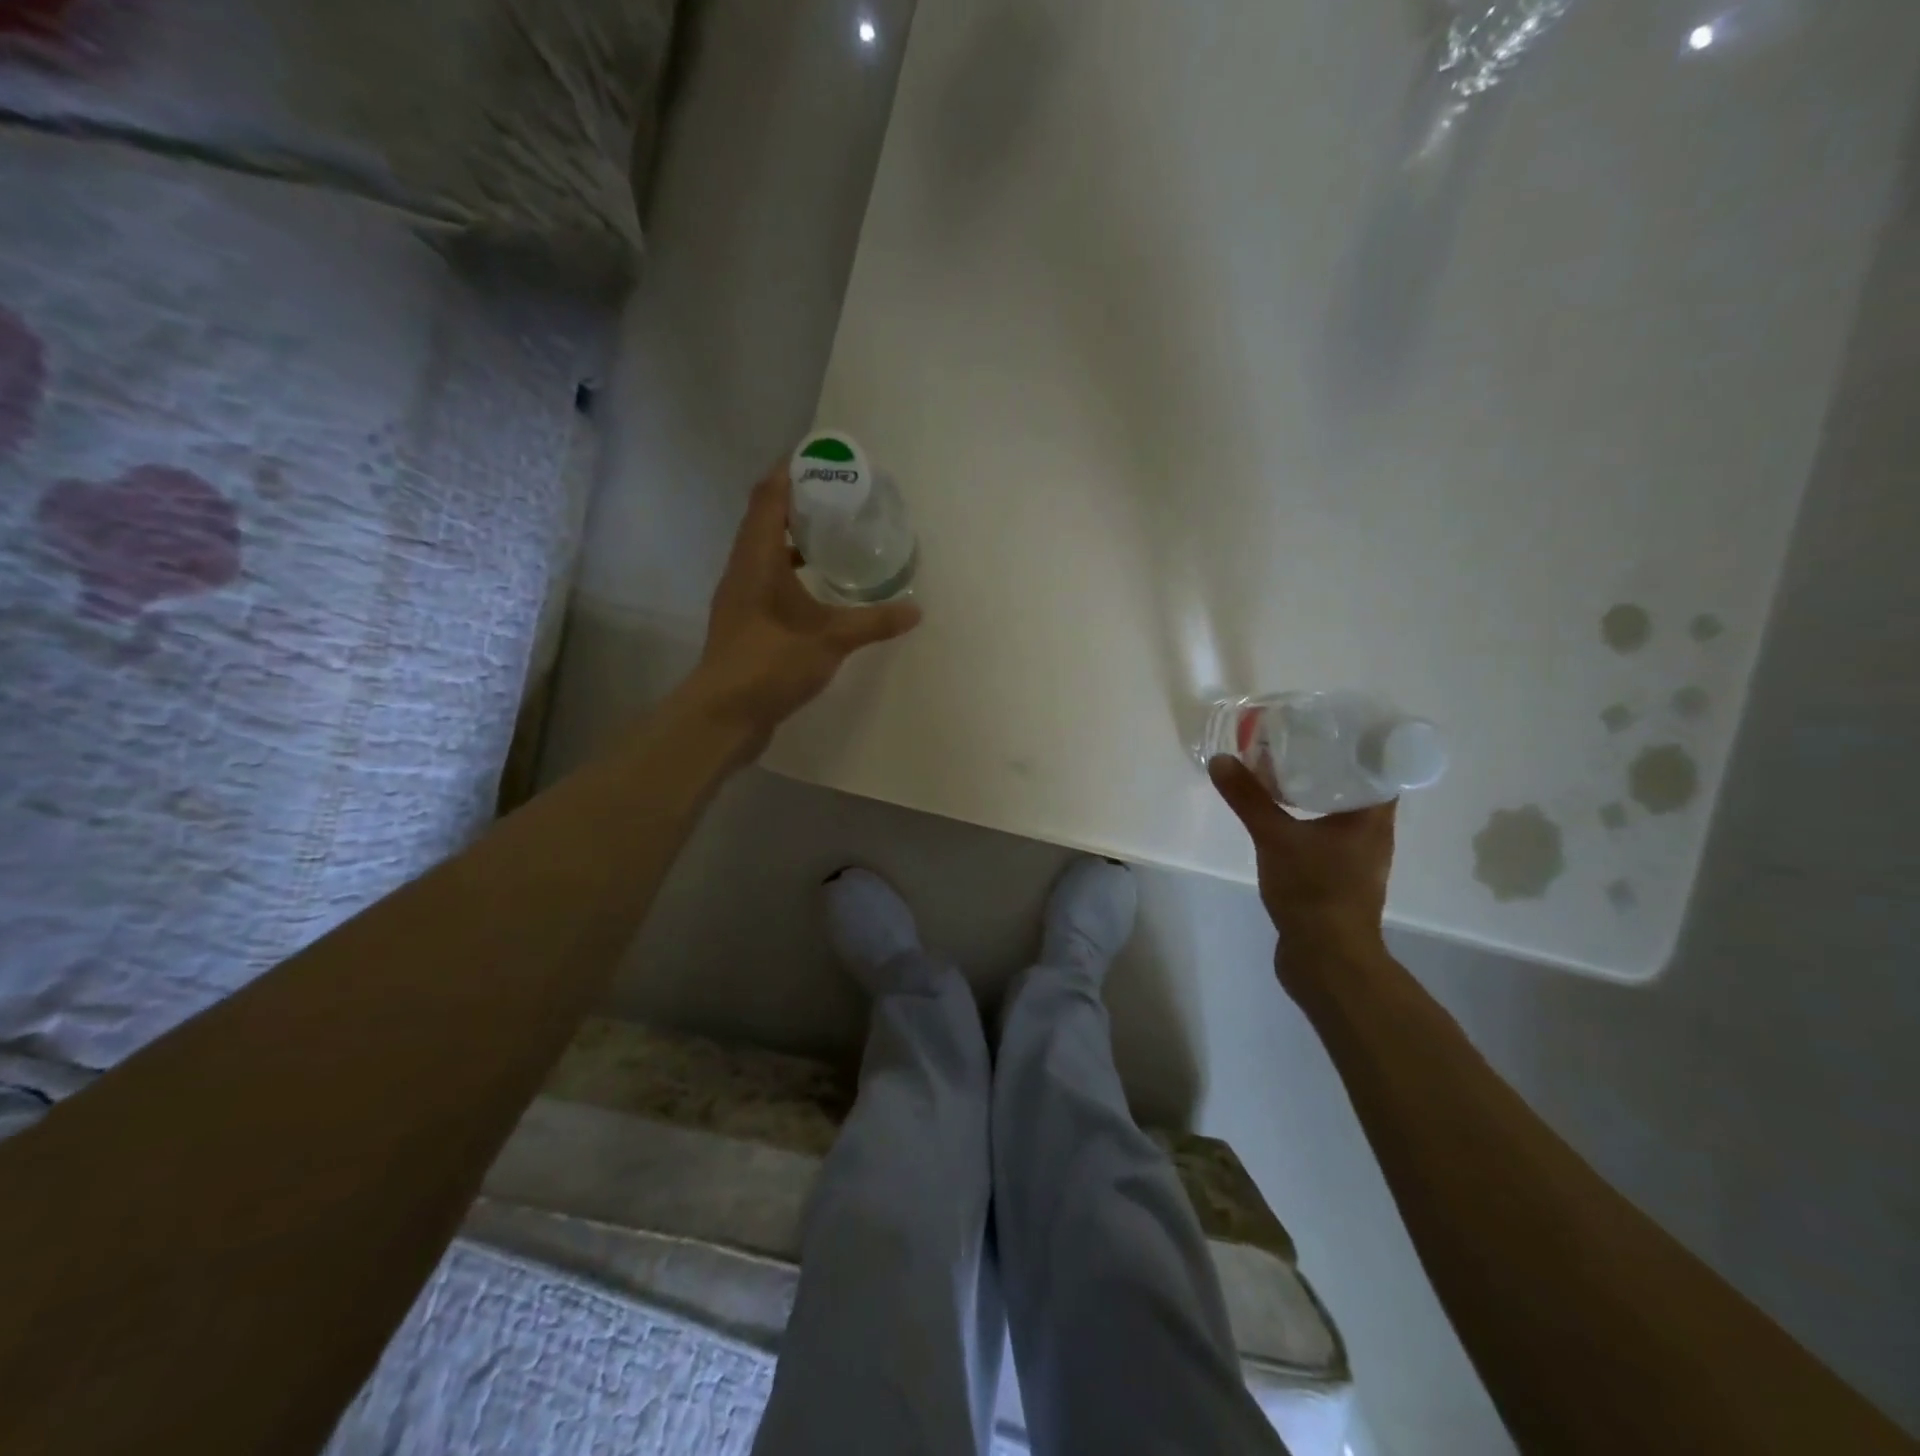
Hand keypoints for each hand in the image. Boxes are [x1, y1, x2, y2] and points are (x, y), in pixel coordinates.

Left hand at [692, 460, 920, 749]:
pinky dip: (789, 573)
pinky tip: (816, 589)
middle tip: (836, 498)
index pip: (767, 497)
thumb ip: (874, 622)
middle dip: (795, 504)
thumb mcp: (831, 640)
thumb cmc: (771, 663)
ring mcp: (739, 598)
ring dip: (791, 540)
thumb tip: (915, 610)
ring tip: (830, 537)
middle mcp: (742, 570)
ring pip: (763, 553)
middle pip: (763, 520)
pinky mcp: (743, 623)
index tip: (818, 459)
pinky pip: (766, 581)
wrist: (724, 715)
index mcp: (757, 558)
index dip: (788, 472)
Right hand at [1209, 756, 1395, 997]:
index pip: (1379, 765)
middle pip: (1357, 786)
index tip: (1328, 725)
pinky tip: (1280, 817)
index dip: (1357, 742)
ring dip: (1316, 792)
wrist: (1326, 959)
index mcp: (1373, 817)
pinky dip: (1307, 819)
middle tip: (1294, 742)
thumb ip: (1249, 799)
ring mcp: (1357, 858)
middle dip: (1328, 763)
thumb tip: (1222, 760)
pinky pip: (1325, 835)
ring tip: (1282, 773)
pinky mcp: (1338, 877)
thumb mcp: (1275, 838)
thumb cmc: (1314, 891)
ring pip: (1339, 812)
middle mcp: (1372, 833)